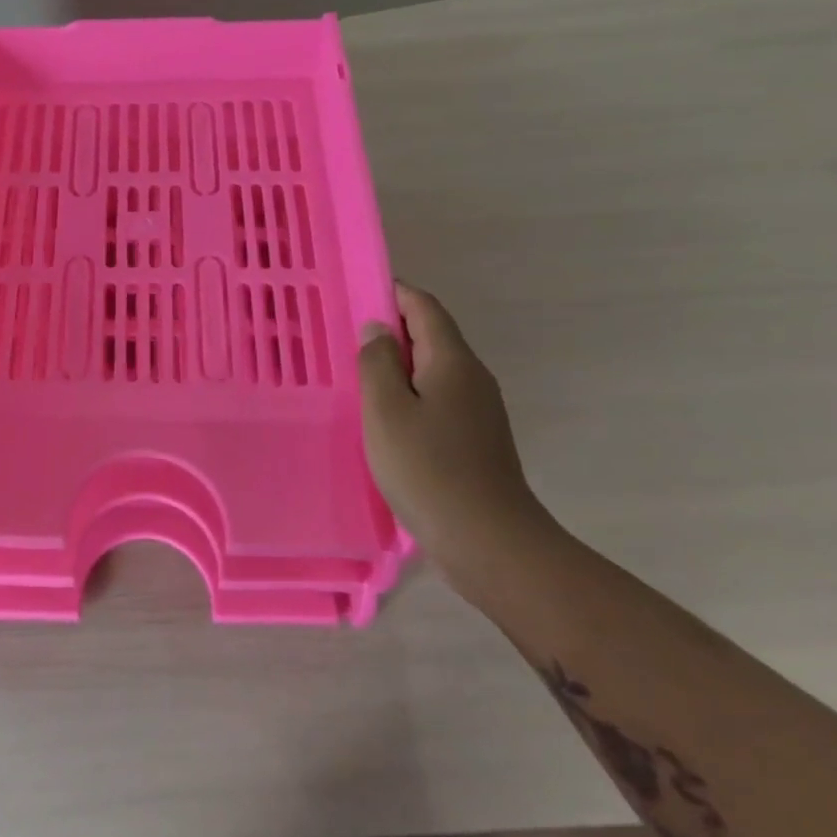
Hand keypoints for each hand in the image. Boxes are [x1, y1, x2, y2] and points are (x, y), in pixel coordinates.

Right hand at [359, 282, 550, 580]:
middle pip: (431, 336)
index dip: (392, 293)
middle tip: (345, 340)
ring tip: (358, 378)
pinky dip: (410, 396)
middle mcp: (472, 377)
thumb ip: (378, 363)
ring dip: (398, 367)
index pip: (423, 307)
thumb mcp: (386, 411)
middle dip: (390, 331)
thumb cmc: (429, 469)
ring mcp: (479, 411)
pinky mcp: (476, 440)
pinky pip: (438, 400)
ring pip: (433, 371)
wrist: (491, 544)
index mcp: (452, 361)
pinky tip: (386, 420)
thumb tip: (378, 330)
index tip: (355, 295)